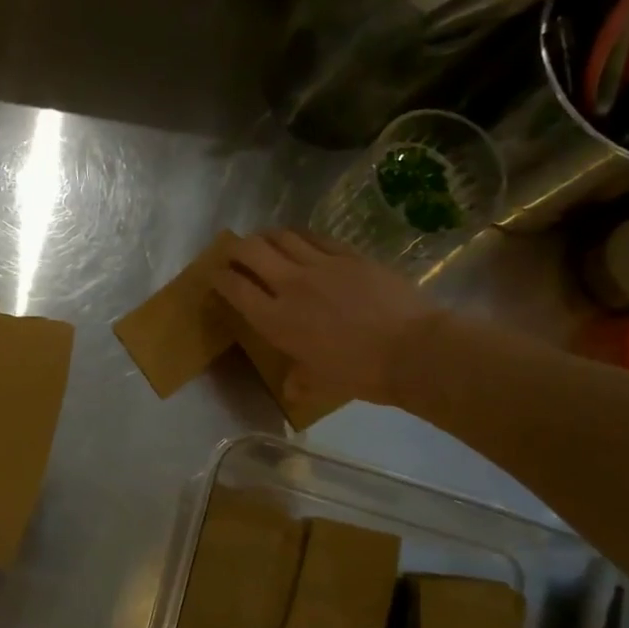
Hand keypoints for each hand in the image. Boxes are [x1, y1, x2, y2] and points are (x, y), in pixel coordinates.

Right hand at [212, 229, 442, 406]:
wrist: (412, 350)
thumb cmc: (360, 373)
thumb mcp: (320, 384)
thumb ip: (299, 383)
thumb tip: (291, 391)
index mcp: (276, 320)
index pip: (235, 288)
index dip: (220, 278)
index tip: (216, 276)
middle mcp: (290, 286)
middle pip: (251, 252)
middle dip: (235, 249)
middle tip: (234, 253)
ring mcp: (321, 265)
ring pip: (282, 237)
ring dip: (266, 237)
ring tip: (264, 241)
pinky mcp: (350, 255)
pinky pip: (316, 238)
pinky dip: (300, 237)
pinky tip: (300, 241)